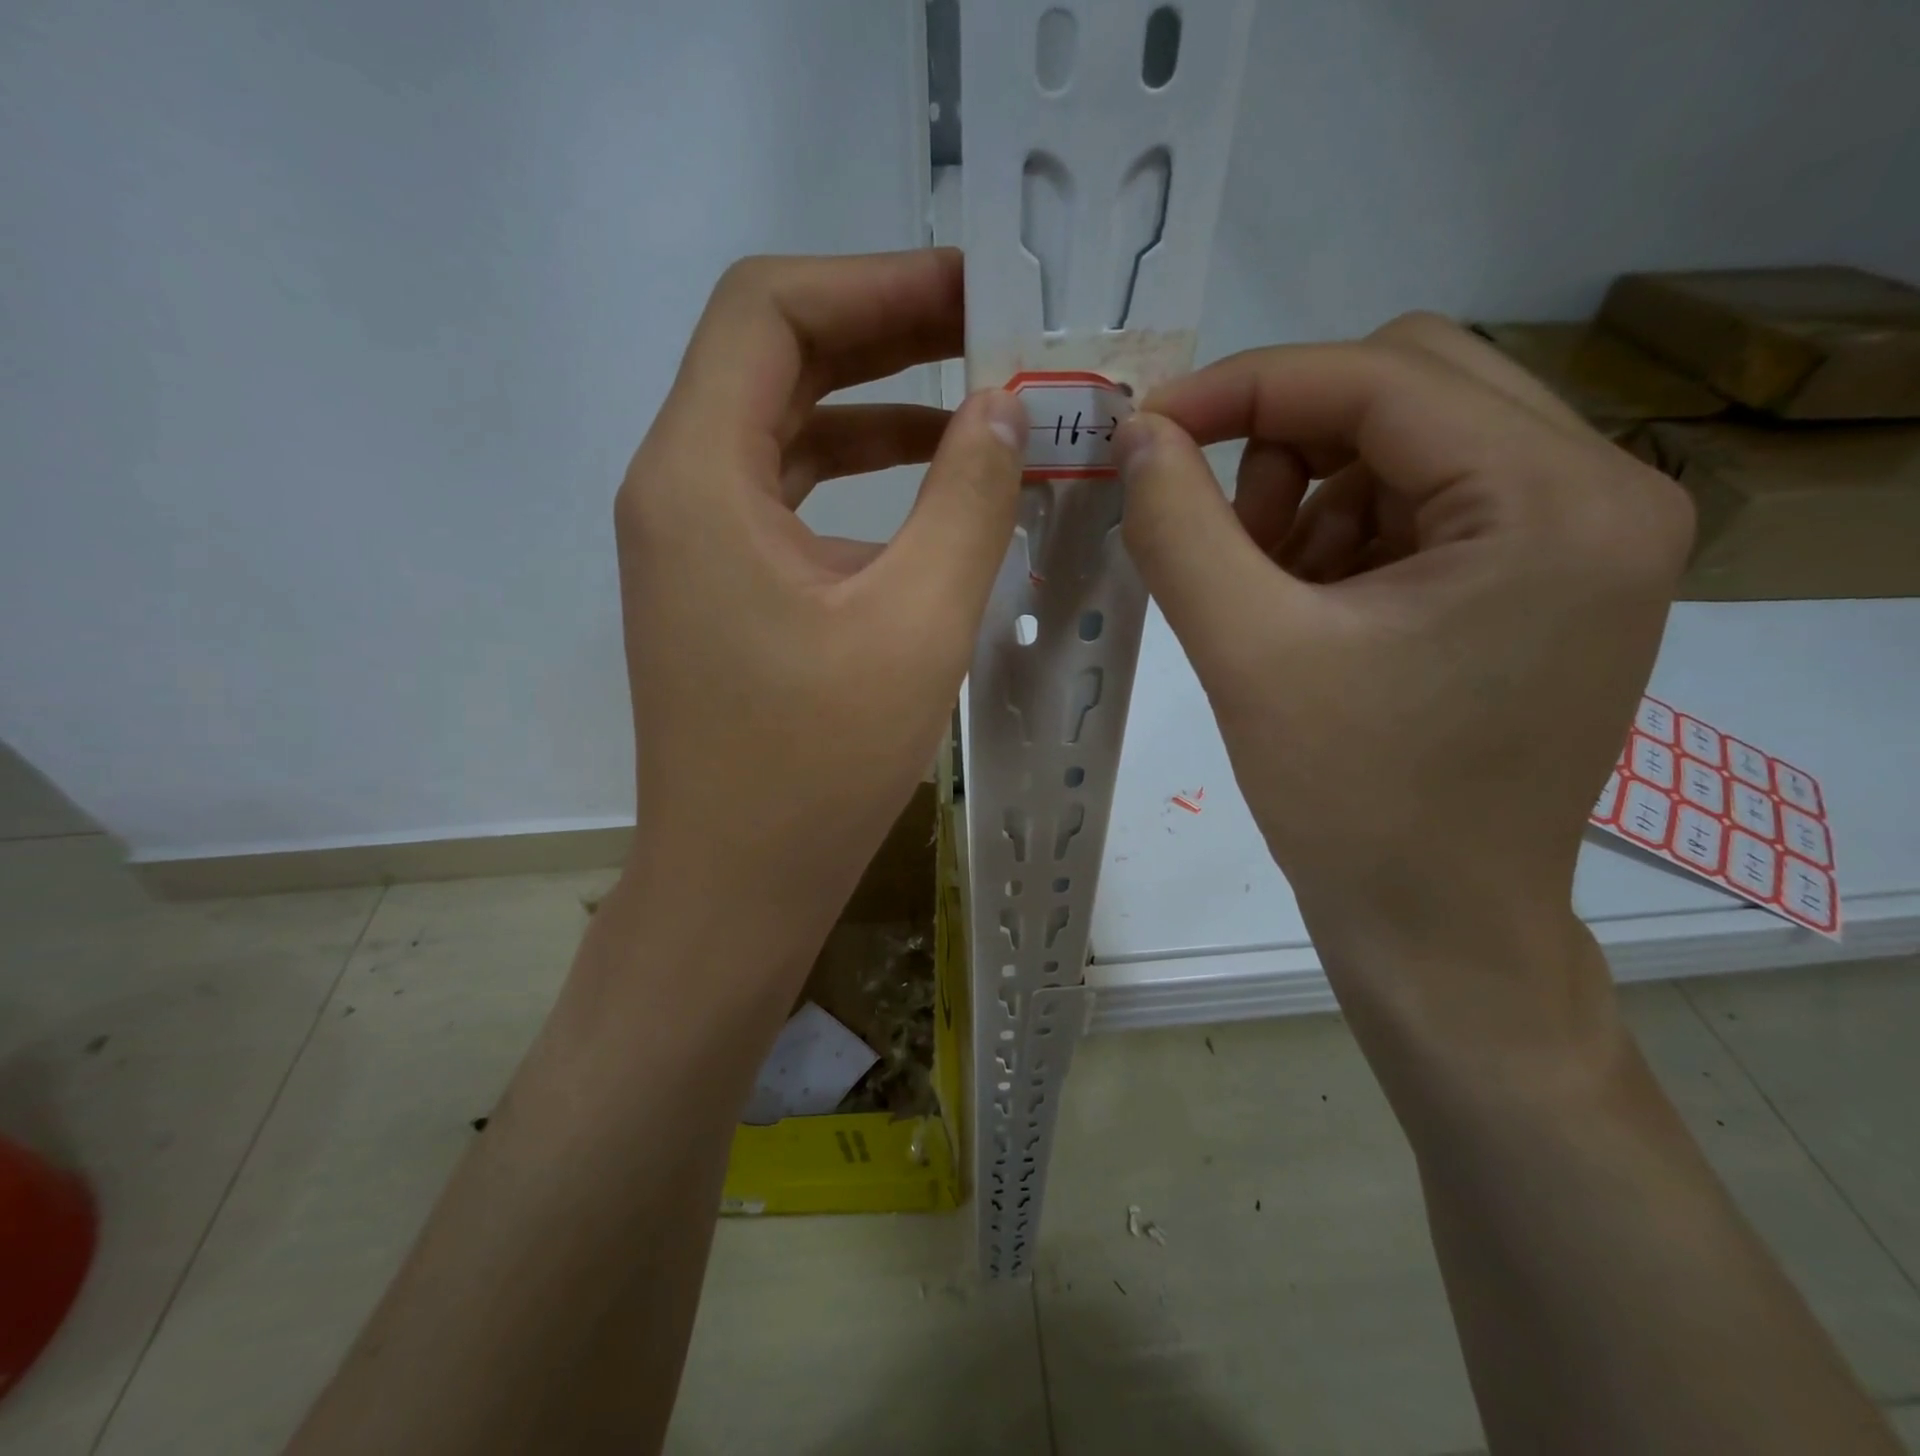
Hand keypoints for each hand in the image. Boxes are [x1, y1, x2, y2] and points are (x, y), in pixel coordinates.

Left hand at [614, 249, 1025, 954]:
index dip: (875, 282)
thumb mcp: (915, 624)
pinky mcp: (722, 587)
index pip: (769, 311)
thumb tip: (1004, 409)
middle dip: (885, 332)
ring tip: (980, 400)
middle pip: (775, 358)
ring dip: (879, 404)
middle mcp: (677, 489)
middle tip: (992, 331)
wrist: (738, 884)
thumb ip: (968, 499)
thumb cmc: (816, 767)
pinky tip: (934, 489)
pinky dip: (861, 476)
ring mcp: (694, 542)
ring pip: (786, 428)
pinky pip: (791, 496)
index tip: (975, 291)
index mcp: (699, 476)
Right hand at [1114, 314, 1693, 1044]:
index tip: (1148, 430)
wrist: (1436, 928)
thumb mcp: (1246, 653)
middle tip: (1226, 533)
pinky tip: (1308, 614)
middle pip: (1409, 387)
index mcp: (1555, 502)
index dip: (1245, 387)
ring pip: (1408, 444)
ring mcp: (1581, 539)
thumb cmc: (1352, 804)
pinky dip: (1341, 536)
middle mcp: (1601, 494)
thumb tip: (1139, 433)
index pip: (1380, 376)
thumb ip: (1179, 526)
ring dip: (1310, 496)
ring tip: (1265, 594)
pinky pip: (1421, 504)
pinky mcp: (1545, 581)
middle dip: (1287, 442)